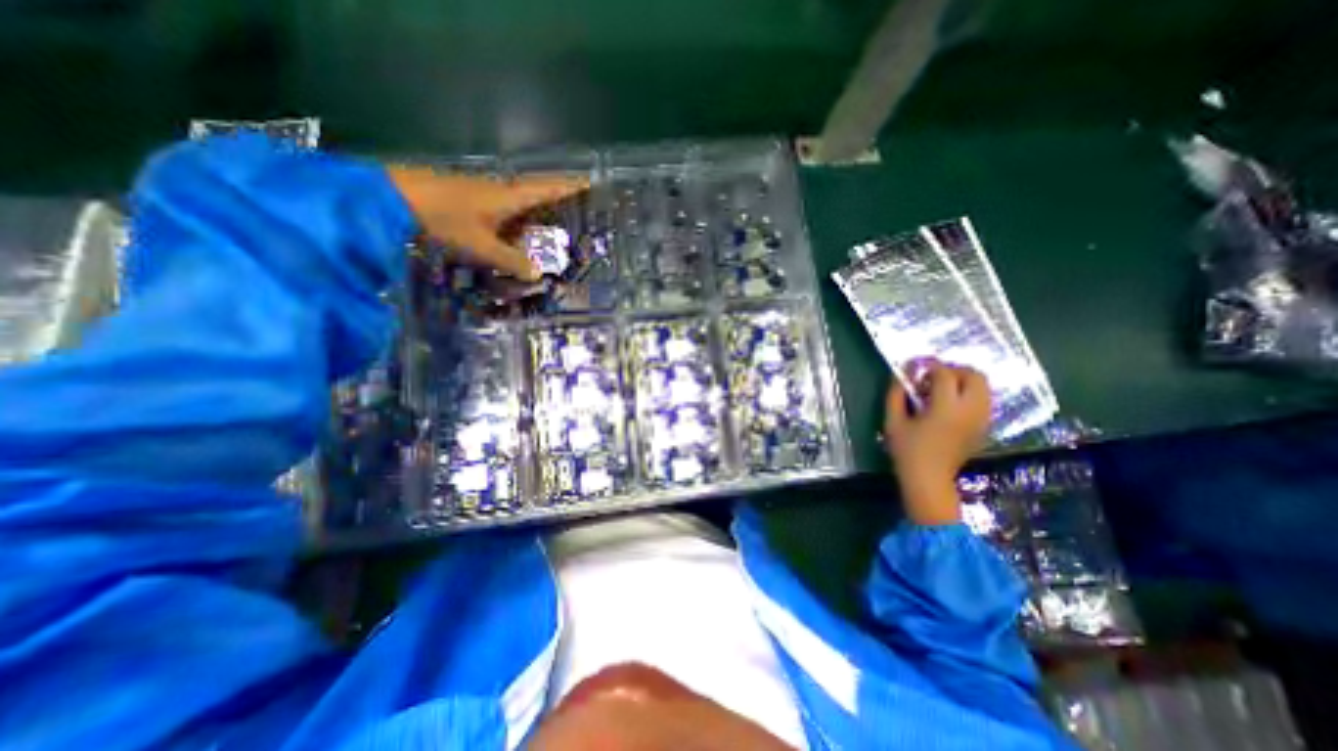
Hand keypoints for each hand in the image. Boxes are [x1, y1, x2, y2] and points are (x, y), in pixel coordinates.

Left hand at [379, 163, 584, 278]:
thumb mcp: (482, 246)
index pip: (547, 189)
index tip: (589, 182)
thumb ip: (511, 261)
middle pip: (533, 192)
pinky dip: (511, 219)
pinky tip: (508, 233)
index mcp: (508, 196)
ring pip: (514, 201)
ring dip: (531, 212)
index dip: (568, 186)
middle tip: (570, 214)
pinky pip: (499, 208)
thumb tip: (538, 275)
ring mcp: (480, 190)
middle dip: (553, 200)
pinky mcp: (465, 197)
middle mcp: (498, 188)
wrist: (390, 195)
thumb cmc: (444, 218)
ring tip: (543, 230)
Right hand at [885, 359, 985, 520]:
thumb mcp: (893, 420)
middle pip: (974, 376)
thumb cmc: (907, 450)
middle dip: (953, 370)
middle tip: (932, 378)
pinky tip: (950, 404)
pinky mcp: (985, 427)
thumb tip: (903, 372)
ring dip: (963, 381)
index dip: (929, 366)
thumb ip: (896, 393)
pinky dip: (969, 394)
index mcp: (946, 409)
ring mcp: (982, 420)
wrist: (929, 479)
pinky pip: (984, 400)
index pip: (945, 374)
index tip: (915, 367)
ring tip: (942, 389)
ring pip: (984, 387)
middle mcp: (970, 411)